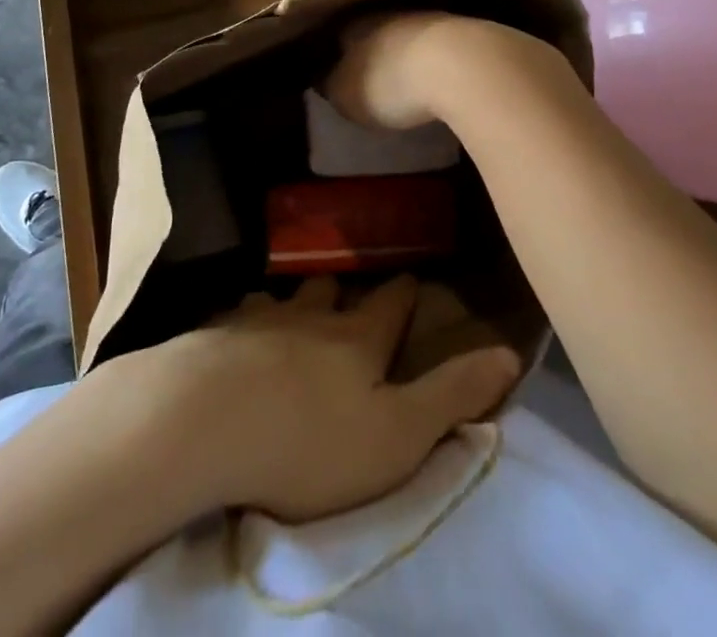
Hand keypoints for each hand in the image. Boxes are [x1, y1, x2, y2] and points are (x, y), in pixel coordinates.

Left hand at [122, 276, 519, 522]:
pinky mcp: (214, 335)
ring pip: (283, 297)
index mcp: (358, 338)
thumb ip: (453, 394)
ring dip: (293, 301)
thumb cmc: (312, 440)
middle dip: (344, 287)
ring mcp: (258, 320)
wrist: (205, 421)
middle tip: (348, 289)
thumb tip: (510, 352)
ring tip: (293, 305)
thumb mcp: (398, 434)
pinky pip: (235, 318)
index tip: (412, 276)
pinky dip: (244, 321)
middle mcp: (310, 316)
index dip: (405, 290)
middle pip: (332, 289)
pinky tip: (236, 331)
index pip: (392, 302)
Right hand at [325, 11, 542, 130]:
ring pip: (413, 34)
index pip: (339, 34)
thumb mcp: (347, 96)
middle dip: (375, 50)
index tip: (336, 72)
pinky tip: (445, 78)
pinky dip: (441, 60)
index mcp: (358, 22)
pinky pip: (444, 46)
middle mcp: (394, 11)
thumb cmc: (393, 83)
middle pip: (378, 29)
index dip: (336, 54)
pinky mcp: (471, 31)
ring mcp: (435, 18)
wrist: (467, 68)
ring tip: (412, 79)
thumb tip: (327, 79)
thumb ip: (333, 86)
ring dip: (411, 52)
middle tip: (374, 76)